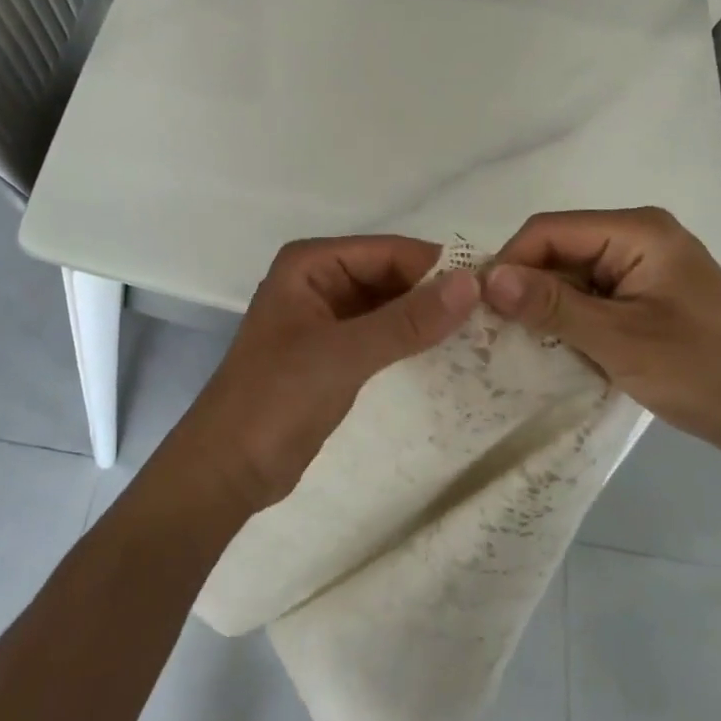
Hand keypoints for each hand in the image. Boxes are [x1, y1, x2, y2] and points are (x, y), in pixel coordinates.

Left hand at [173, 236, 478, 512]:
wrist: (226, 469)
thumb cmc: (275, 399)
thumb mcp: (344, 354)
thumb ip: (407, 320)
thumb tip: (471, 283)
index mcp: (311, 264)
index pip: (388, 251)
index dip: (438, 267)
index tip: (493, 287)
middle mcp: (318, 281)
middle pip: (389, 275)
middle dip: (434, 293)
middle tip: (494, 315)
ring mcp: (325, 318)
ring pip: (388, 306)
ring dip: (425, 319)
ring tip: (483, 334)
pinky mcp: (332, 352)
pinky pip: (380, 334)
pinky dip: (409, 342)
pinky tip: (448, 355)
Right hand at [482, 207, 720, 467]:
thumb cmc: (704, 373)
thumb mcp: (620, 341)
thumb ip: (553, 306)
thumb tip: (488, 279)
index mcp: (638, 230)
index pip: (550, 230)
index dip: (511, 262)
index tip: (481, 306)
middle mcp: (638, 235)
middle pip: (560, 248)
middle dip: (527, 286)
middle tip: (496, 330)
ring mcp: (644, 264)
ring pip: (572, 273)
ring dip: (547, 305)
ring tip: (519, 342)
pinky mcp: (647, 292)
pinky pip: (592, 293)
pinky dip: (570, 317)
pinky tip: (556, 345)